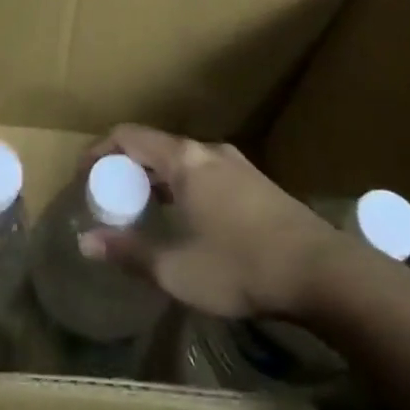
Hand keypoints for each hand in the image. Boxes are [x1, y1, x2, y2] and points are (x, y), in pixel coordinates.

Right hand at [83, 124, 344, 320]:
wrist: (325, 274)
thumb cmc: (241, 266)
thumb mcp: (176, 268)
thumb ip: (128, 252)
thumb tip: (86, 242)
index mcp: (185, 160)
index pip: (128, 135)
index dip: (99, 150)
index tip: (84, 175)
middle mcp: (209, 152)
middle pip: (155, 145)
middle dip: (127, 167)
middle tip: (112, 197)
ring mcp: (238, 165)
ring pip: (184, 160)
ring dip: (158, 178)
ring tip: (145, 208)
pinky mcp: (259, 184)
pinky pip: (207, 172)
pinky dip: (184, 186)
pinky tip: (188, 219)